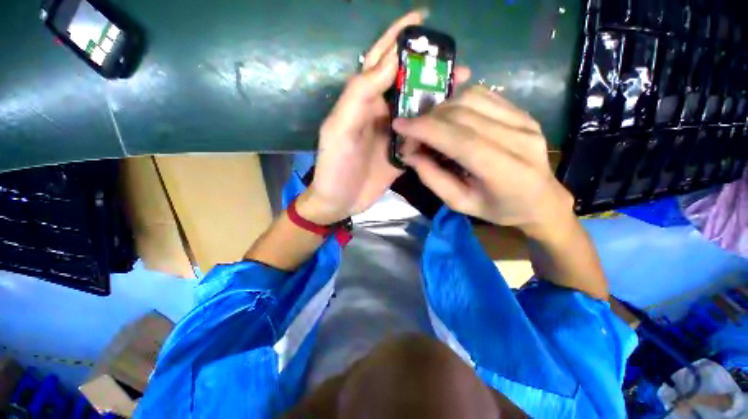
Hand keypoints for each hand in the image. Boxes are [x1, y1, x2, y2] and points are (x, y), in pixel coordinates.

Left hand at [303, 10, 468, 224]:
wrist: (340, 201)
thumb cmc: (335, 166)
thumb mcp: (340, 128)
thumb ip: (360, 95)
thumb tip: (391, 61)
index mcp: (363, 101)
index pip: (381, 61)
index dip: (399, 37)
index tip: (423, 18)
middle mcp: (380, 112)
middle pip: (406, 83)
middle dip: (429, 69)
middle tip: (456, 63)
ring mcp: (393, 133)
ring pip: (418, 108)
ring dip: (437, 97)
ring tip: (462, 87)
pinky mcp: (401, 153)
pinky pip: (421, 135)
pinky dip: (435, 127)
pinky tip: (451, 122)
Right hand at [392, 86, 572, 236]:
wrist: (541, 199)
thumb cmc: (499, 208)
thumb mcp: (460, 203)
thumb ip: (433, 179)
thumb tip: (410, 154)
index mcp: (505, 171)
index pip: (460, 139)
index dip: (426, 129)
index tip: (400, 125)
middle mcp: (518, 139)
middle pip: (463, 114)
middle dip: (427, 120)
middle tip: (411, 134)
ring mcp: (524, 120)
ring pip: (471, 98)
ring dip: (441, 109)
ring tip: (429, 126)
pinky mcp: (523, 112)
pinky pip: (484, 95)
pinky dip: (458, 101)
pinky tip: (449, 117)